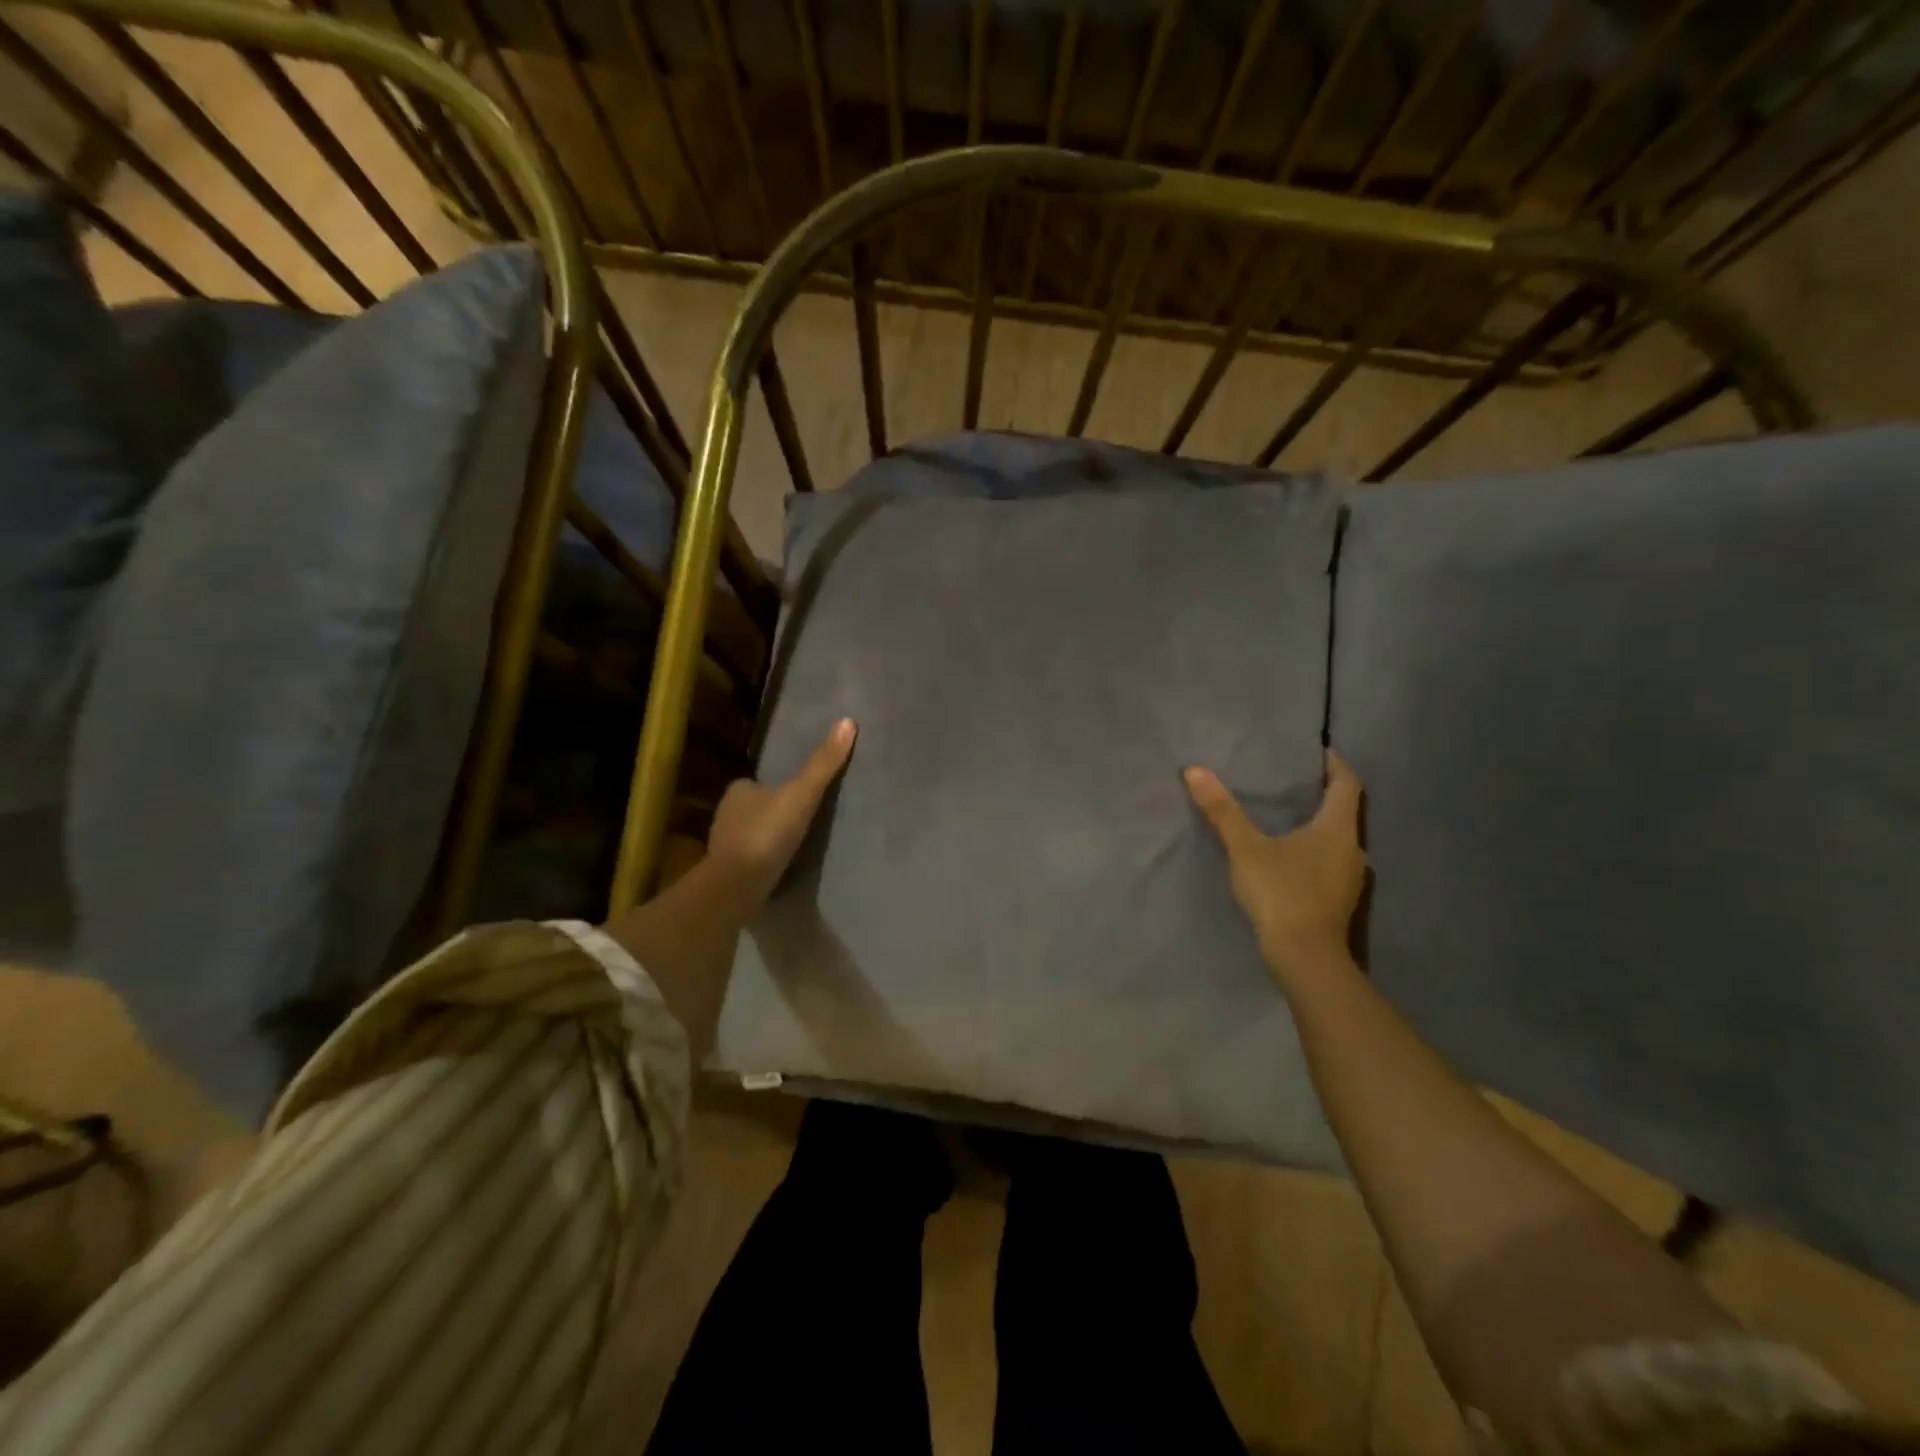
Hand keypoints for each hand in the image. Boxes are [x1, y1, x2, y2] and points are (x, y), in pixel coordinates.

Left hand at [707, 718, 856, 907]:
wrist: (737, 886)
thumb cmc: (767, 833)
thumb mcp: (802, 794)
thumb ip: (823, 764)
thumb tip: (847, 721)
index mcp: (738, 790)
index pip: (758, 781)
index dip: (777, 784)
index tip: (799, 792)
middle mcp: (726, 814)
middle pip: (756, 806)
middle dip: (773, 810)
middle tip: (803, 817)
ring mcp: (726, 845)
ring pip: (752, 833)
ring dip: (769, 836)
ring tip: (798, 842)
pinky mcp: (730, 872)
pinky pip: (752, 858)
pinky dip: (765, 858)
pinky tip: (782, 865)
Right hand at [1185, 749, 1367, 981]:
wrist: (1306, 958)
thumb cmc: (1281, 893)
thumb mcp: (1246, 848)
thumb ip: (1222, 810)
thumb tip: (1195, 770)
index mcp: (1337, 829)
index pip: (1347, 784)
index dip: (1335, 764)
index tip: (1318, 752)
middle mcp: (1353, 848)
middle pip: (1344, 811)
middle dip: (1322, 795)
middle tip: (1292, 783)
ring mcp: (1350, 878)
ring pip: (1338, 840)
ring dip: (1318, 826)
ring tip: (1287, 817)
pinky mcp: (1340, 900)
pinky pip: (1331, 862)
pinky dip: (1315, 851)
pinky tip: (1291, 858)